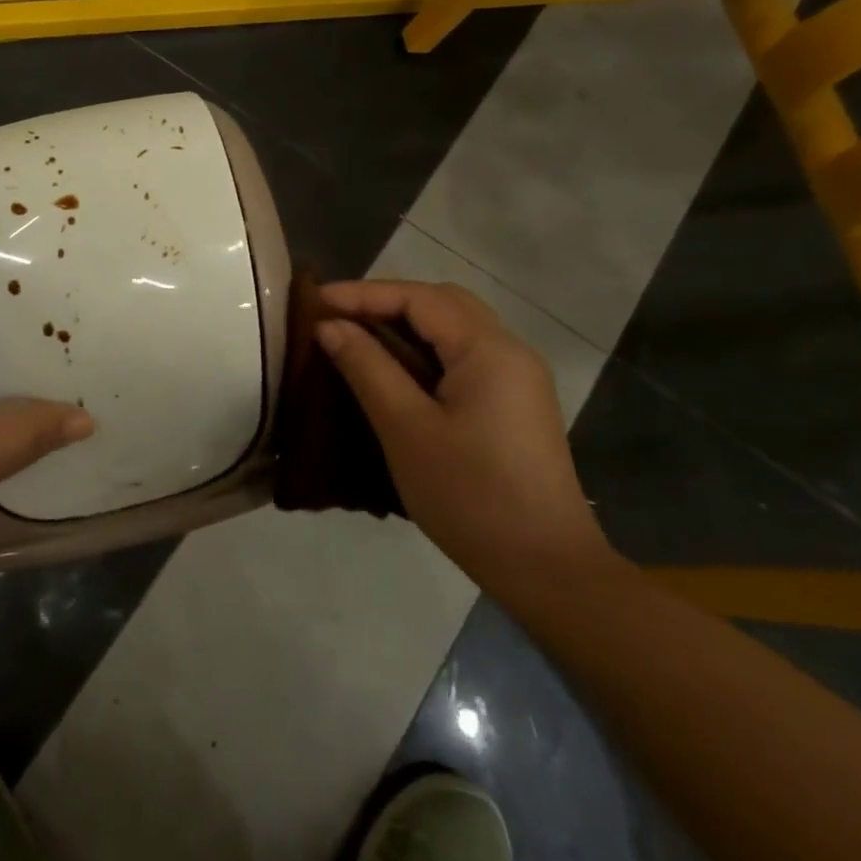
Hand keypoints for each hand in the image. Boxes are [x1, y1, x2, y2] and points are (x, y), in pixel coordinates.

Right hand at [314, 280, 616, 598]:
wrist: (545, 567)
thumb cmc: (469, 494)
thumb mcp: (406, 428)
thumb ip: (367, 367)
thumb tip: (330, 326)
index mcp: (489, 350)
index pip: (419, 298)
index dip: (363, 293)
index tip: (315, 301)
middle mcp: (510, 351)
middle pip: (443, 303)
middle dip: (386, 301)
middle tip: (337, 317)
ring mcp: (517, 379)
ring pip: (455, 329)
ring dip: (405, 325)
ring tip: (356, 338)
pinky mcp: (514, 405)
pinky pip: (464, 357)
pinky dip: (424, 351)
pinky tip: (395, 372)